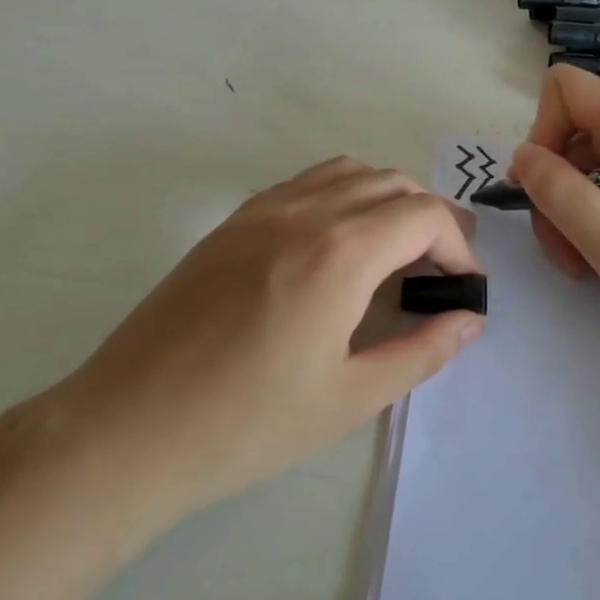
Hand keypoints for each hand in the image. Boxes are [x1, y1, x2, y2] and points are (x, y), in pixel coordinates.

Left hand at [66, 157, 483, 521]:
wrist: (129, 427)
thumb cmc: (247, 424)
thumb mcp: (349, 399)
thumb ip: (421, 351)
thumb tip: (469, 320)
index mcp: (341, 251)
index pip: (424, 215)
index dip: (457, 246)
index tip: (462, 288)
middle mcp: (306, 211)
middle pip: (392, 183)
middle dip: (429, 218)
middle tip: (439, 269)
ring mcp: (263, 209)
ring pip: (348, 171)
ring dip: (386, 199)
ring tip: (393, 251)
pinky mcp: (233, 221)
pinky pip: (305, 183)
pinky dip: (341, 195)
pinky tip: (336, 246)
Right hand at [508, 65, 599, 367]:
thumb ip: (560, 193)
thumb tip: (522, 155)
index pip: (566, 88)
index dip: (542, 131)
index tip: (545, 187)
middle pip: (571, 133)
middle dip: (554, 187)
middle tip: (563, 247)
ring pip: (587, 166)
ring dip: (570, 212)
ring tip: (584, 264)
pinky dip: (595, 220)